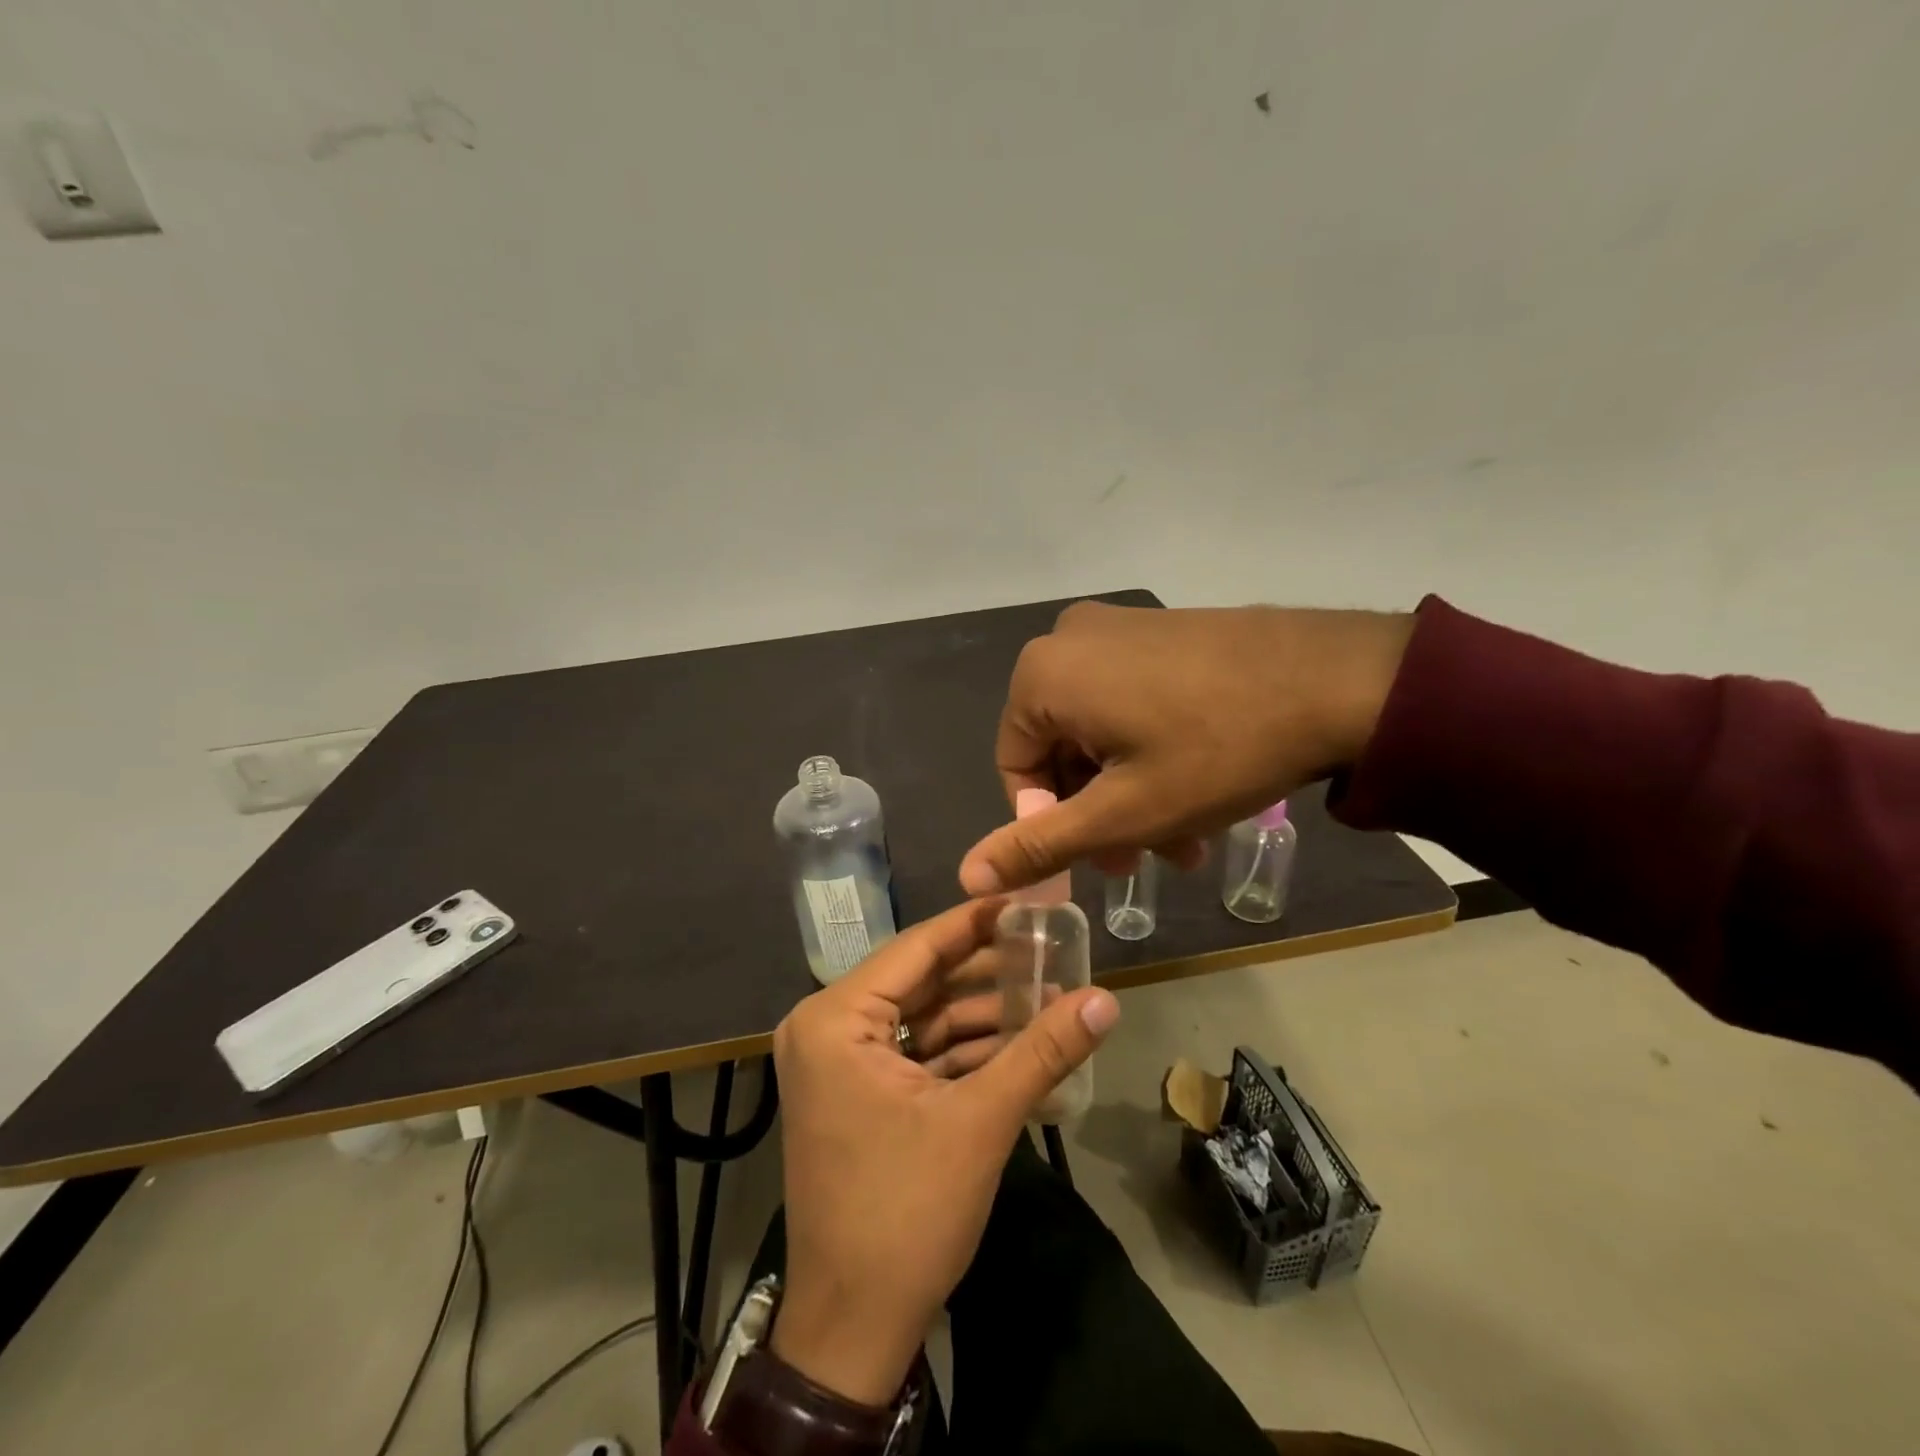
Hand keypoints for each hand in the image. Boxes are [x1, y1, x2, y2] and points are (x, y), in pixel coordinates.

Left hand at [769, 900, 1119, 1405]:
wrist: (853, 1329)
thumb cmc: (906, 1213)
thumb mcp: (981, 1122)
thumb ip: (1043, 1050)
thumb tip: (1107, 999)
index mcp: (836, 1018)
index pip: (917, 947)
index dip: (976, 922)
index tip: (1029, 902)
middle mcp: (827, 1026)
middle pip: (921, 980)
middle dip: (987, 971)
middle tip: (1050, 949)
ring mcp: (839, 1062)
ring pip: (922, 1017)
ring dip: (982, 1013)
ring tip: (1049, 993)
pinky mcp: (856, 1093)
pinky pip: (916, 1052)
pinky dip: (963, 1049)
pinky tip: (1019, 1041)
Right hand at [959, 600, 1412, 894]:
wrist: (1339, 680)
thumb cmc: (1214, 752)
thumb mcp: (1122, 814)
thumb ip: (1039, 845)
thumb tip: (966, 874)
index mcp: (1042, 675)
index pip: (1017, 770)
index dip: (1052, 825)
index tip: (1101, 859)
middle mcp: (1069, 640)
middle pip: (1062, 749)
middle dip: (1100, 812)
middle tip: (1146, 857)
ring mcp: (1120, 627)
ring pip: (1101, 730)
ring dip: (1131, 790)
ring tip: (1184, 840)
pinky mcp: (1162, 630)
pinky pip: (1132, 699)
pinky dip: (1150, 749)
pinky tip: (1197, 789)